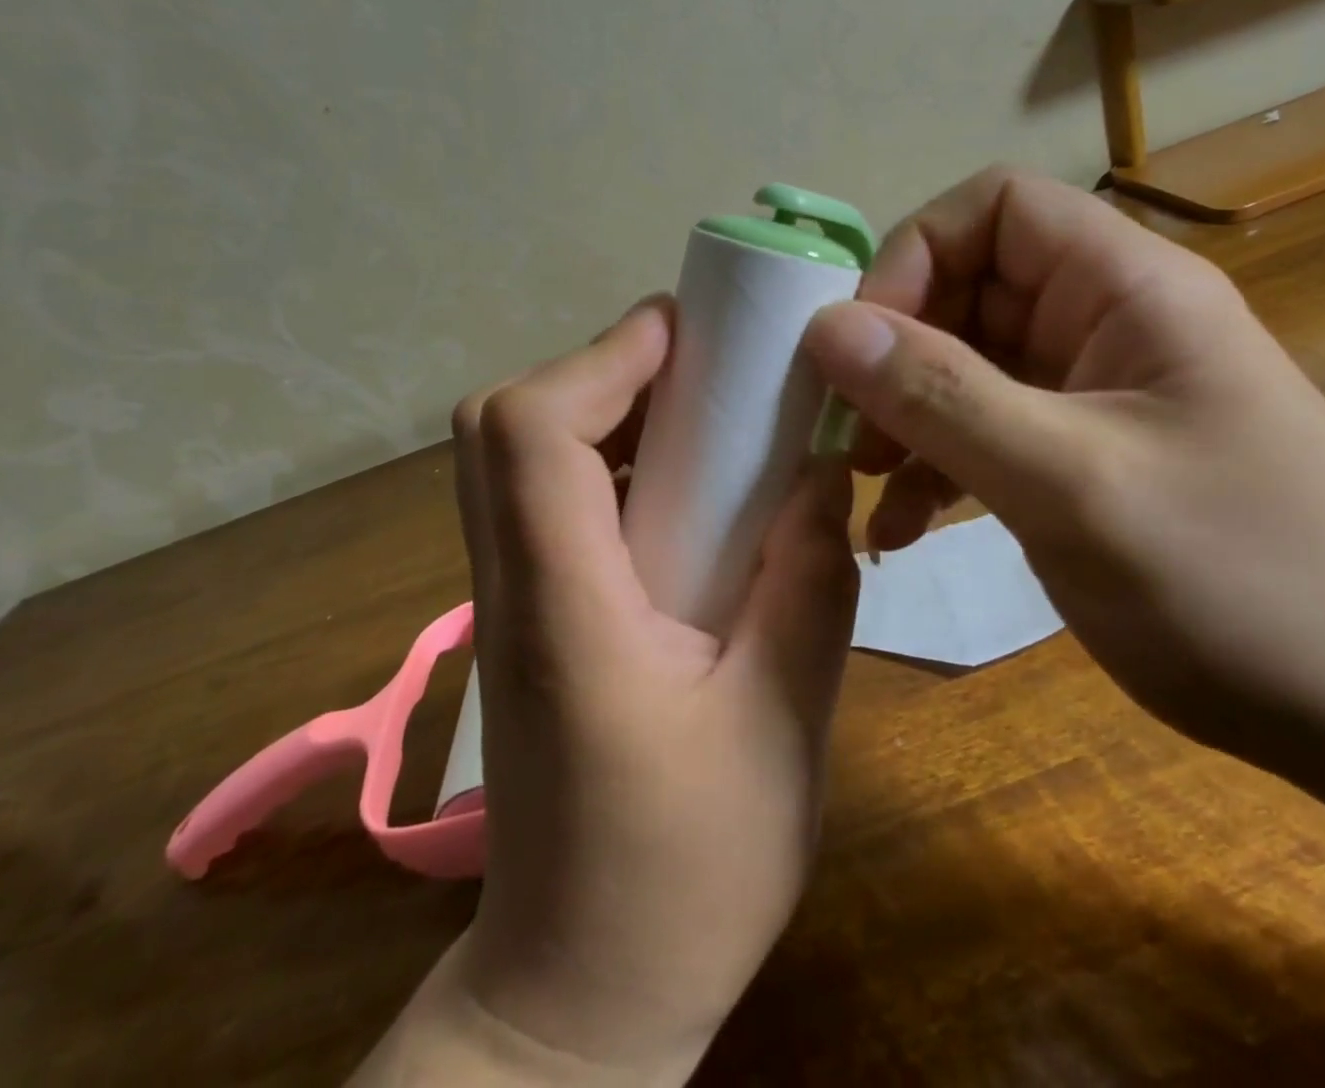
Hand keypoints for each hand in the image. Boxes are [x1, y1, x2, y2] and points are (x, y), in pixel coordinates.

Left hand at [361, 297, 857, 1085]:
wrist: (582, 991)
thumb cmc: (686, 874)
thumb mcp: (784, 724)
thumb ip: (809, 581)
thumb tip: (821, 471)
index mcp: (564, 606)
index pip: (533, 433)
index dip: (606, 359)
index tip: (692, 334)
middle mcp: (512, 585)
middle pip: (503, 426)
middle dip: (602, 369)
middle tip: (703, 368)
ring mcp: (508, 601)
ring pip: (519, 456)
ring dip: (606, 408)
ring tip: (705, 411)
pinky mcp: (528, 618)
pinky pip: (547, 499)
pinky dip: (608, 460)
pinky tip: (685, 489)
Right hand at [802, 166, 1324, 764]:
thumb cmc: (1240, 584)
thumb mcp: (1070, 483)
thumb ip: (942, 396)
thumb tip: (826, 326)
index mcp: (1126, 288)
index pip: (994, 208)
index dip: (914, 257)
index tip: (864, 347)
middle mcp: (1107, 322)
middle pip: (968, 289)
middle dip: (896, 354)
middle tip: (849, 433)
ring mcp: (1094, 392)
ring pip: (966, 366)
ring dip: (905, 417)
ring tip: (864, 486)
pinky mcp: (1082, 455)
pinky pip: (985, 430)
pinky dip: (935, 467)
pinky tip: (903, 530)